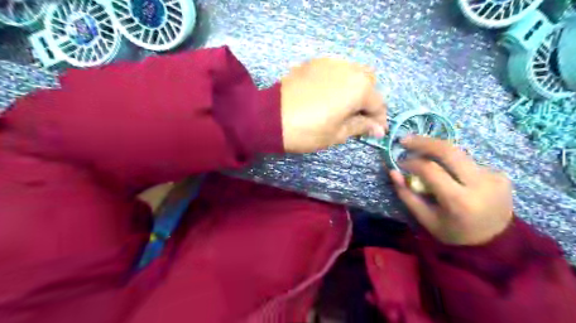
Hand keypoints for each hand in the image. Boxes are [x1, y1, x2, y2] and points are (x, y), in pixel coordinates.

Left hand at [279, 59, 386, 153]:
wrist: (268, 118)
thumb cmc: (307, 131)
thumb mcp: (337, 134)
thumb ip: (360, 126)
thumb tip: (378, 128)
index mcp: (358, 88)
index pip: (378, 103)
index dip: (379, 120)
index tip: (376, 132)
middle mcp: (348, 68)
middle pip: (368, 83)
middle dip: (368, 101)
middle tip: (359, 118)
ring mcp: (329, 62)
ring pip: (352, 73)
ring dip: (354, 89)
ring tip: (344, 107)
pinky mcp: (313, 63)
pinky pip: (334, 70)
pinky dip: (338, 82)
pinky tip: (329, 95)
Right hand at [391, 135, 512, 244]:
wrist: (496, 242)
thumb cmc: (454, 233)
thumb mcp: (425, 219)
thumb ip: (407, 195)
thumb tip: (393, 171)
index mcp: (459, 201)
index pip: (431, 170)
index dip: (412, 162)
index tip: (400, 162)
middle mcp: (480, 184)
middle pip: (449, 150)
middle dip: (424, 141)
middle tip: (405, 140)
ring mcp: (494, 176)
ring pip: (458, 154)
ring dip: (437, 152)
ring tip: (423, 156)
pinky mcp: (500, 174)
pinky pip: (468, 162)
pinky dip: (452, 163)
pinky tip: (449, 173)